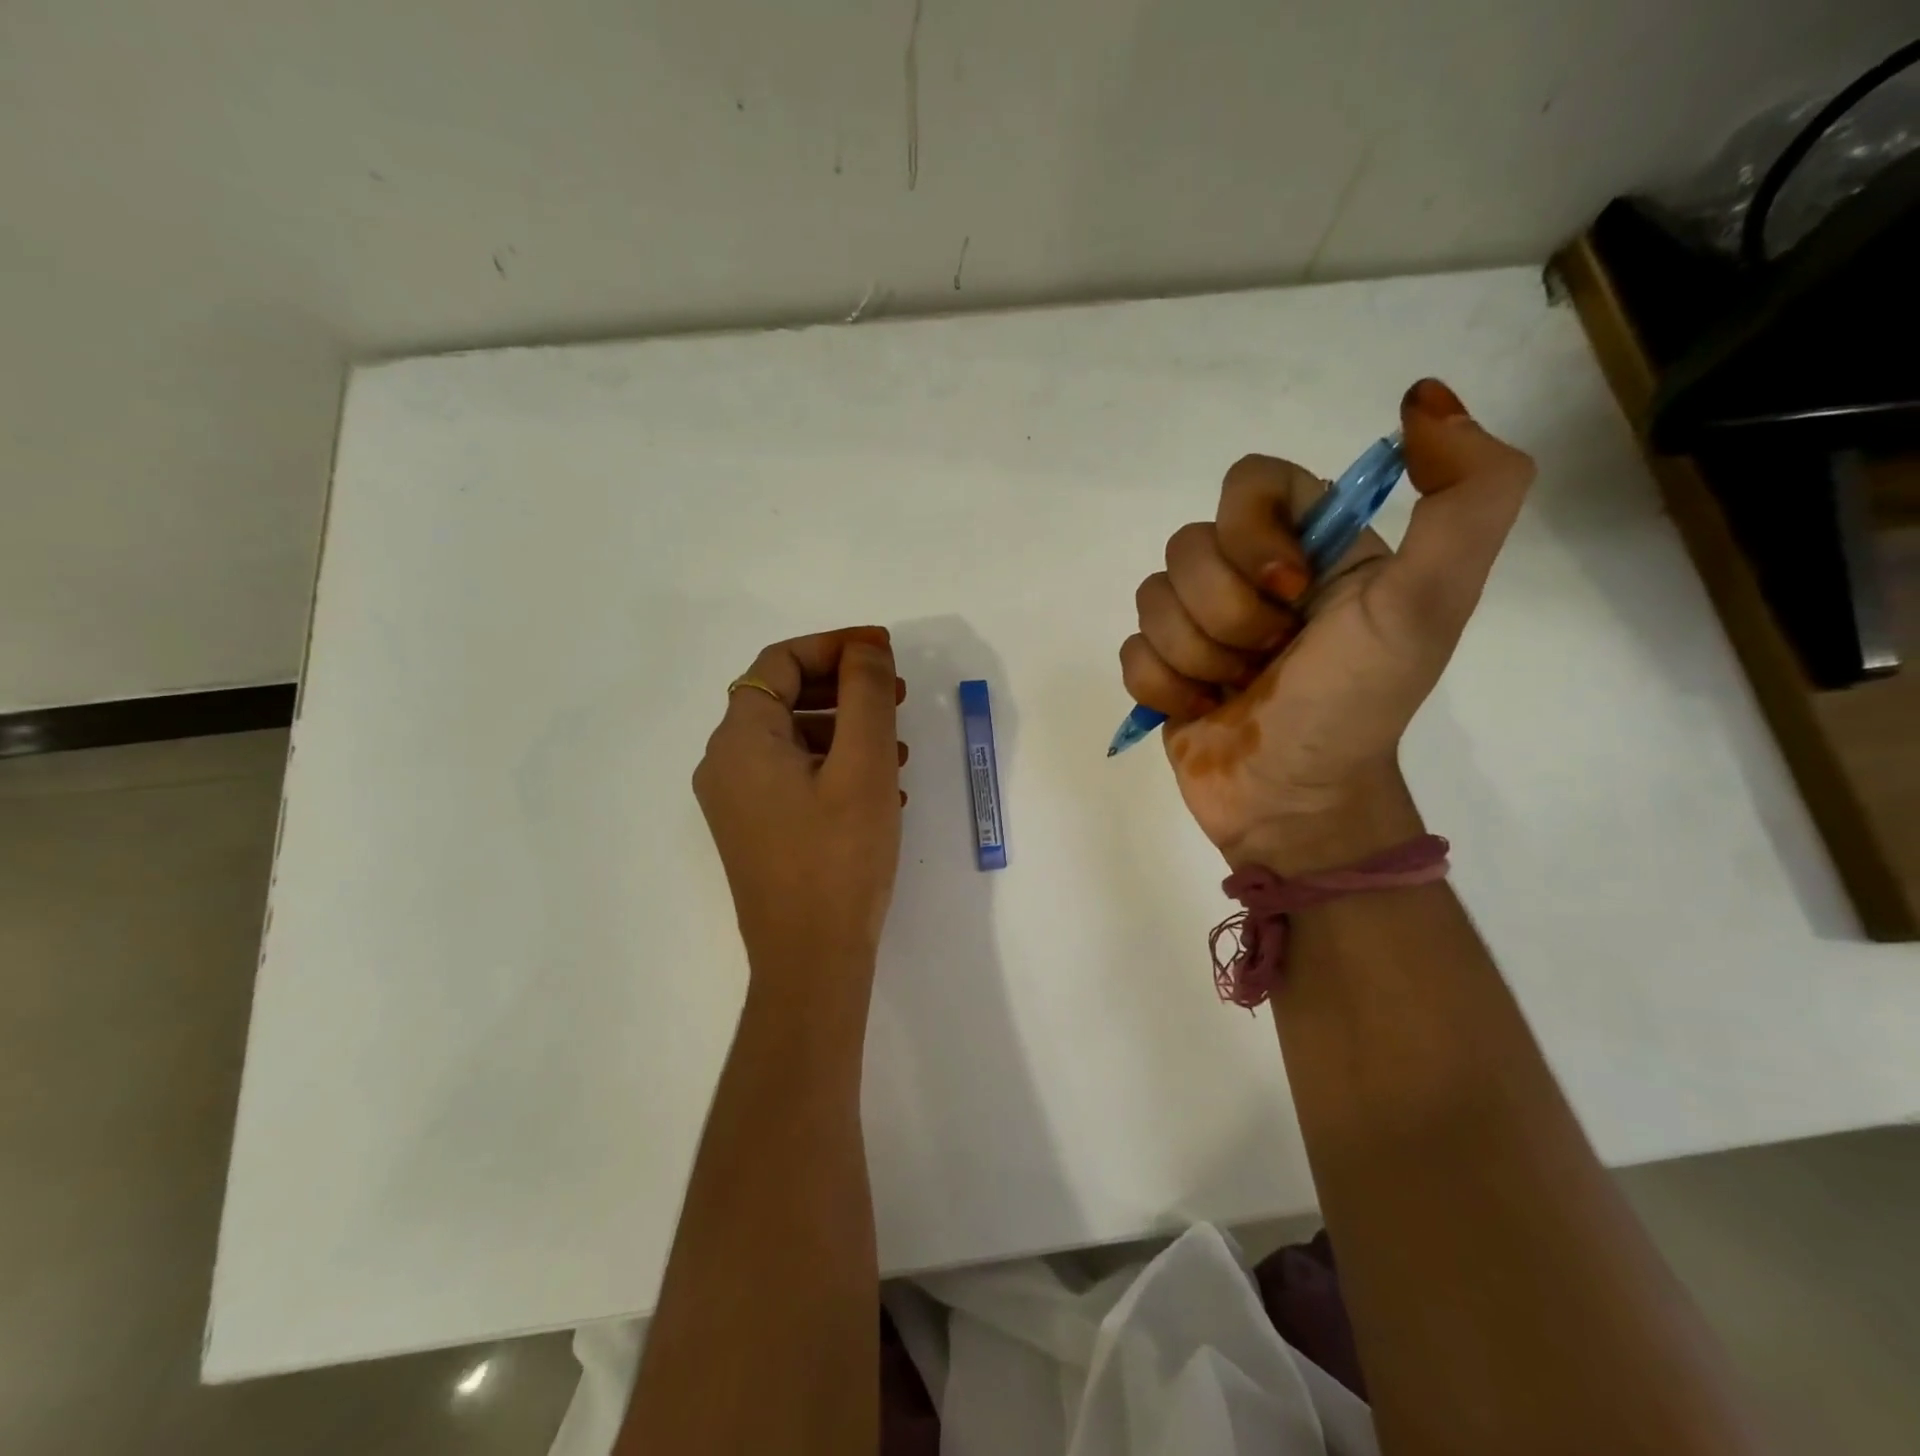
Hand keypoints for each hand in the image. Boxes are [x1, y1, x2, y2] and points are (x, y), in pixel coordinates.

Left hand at [694, 627, 906, 994]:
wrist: (811, 959)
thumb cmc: (839, 856)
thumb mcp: (863, 764)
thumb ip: (866, 693)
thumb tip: (866, 648)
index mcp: (740, 740)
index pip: (779, 663)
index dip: (834, 646)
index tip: (884, 651)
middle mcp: (726, 764)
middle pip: (785, 698)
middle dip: (845, 688)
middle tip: (898, 695)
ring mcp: (739, 802)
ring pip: (795, 739)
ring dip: (847, 729)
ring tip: (899, 745)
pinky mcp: (757, 830)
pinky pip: (796, 776)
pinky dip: (836, 765)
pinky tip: (882, 785)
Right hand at [1120, 379, 1534, 869]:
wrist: (1298, 804)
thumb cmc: (1357, 705)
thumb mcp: (1430, 603)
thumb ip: (1467, 496)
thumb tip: (1425, 396)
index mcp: (1312, 545)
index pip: (1247, 482)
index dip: (1252, 534)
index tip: (1290, 593)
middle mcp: (1251, 574)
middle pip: (1188, 546)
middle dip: (1227, 616)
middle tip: (1270, 659)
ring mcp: (1200, 624)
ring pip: (1151, 598)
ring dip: (1197, 656)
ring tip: (1237, 691)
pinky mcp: (1164, 668)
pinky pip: (1130, 649)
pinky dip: (1166, 687)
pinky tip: (1202, 710)